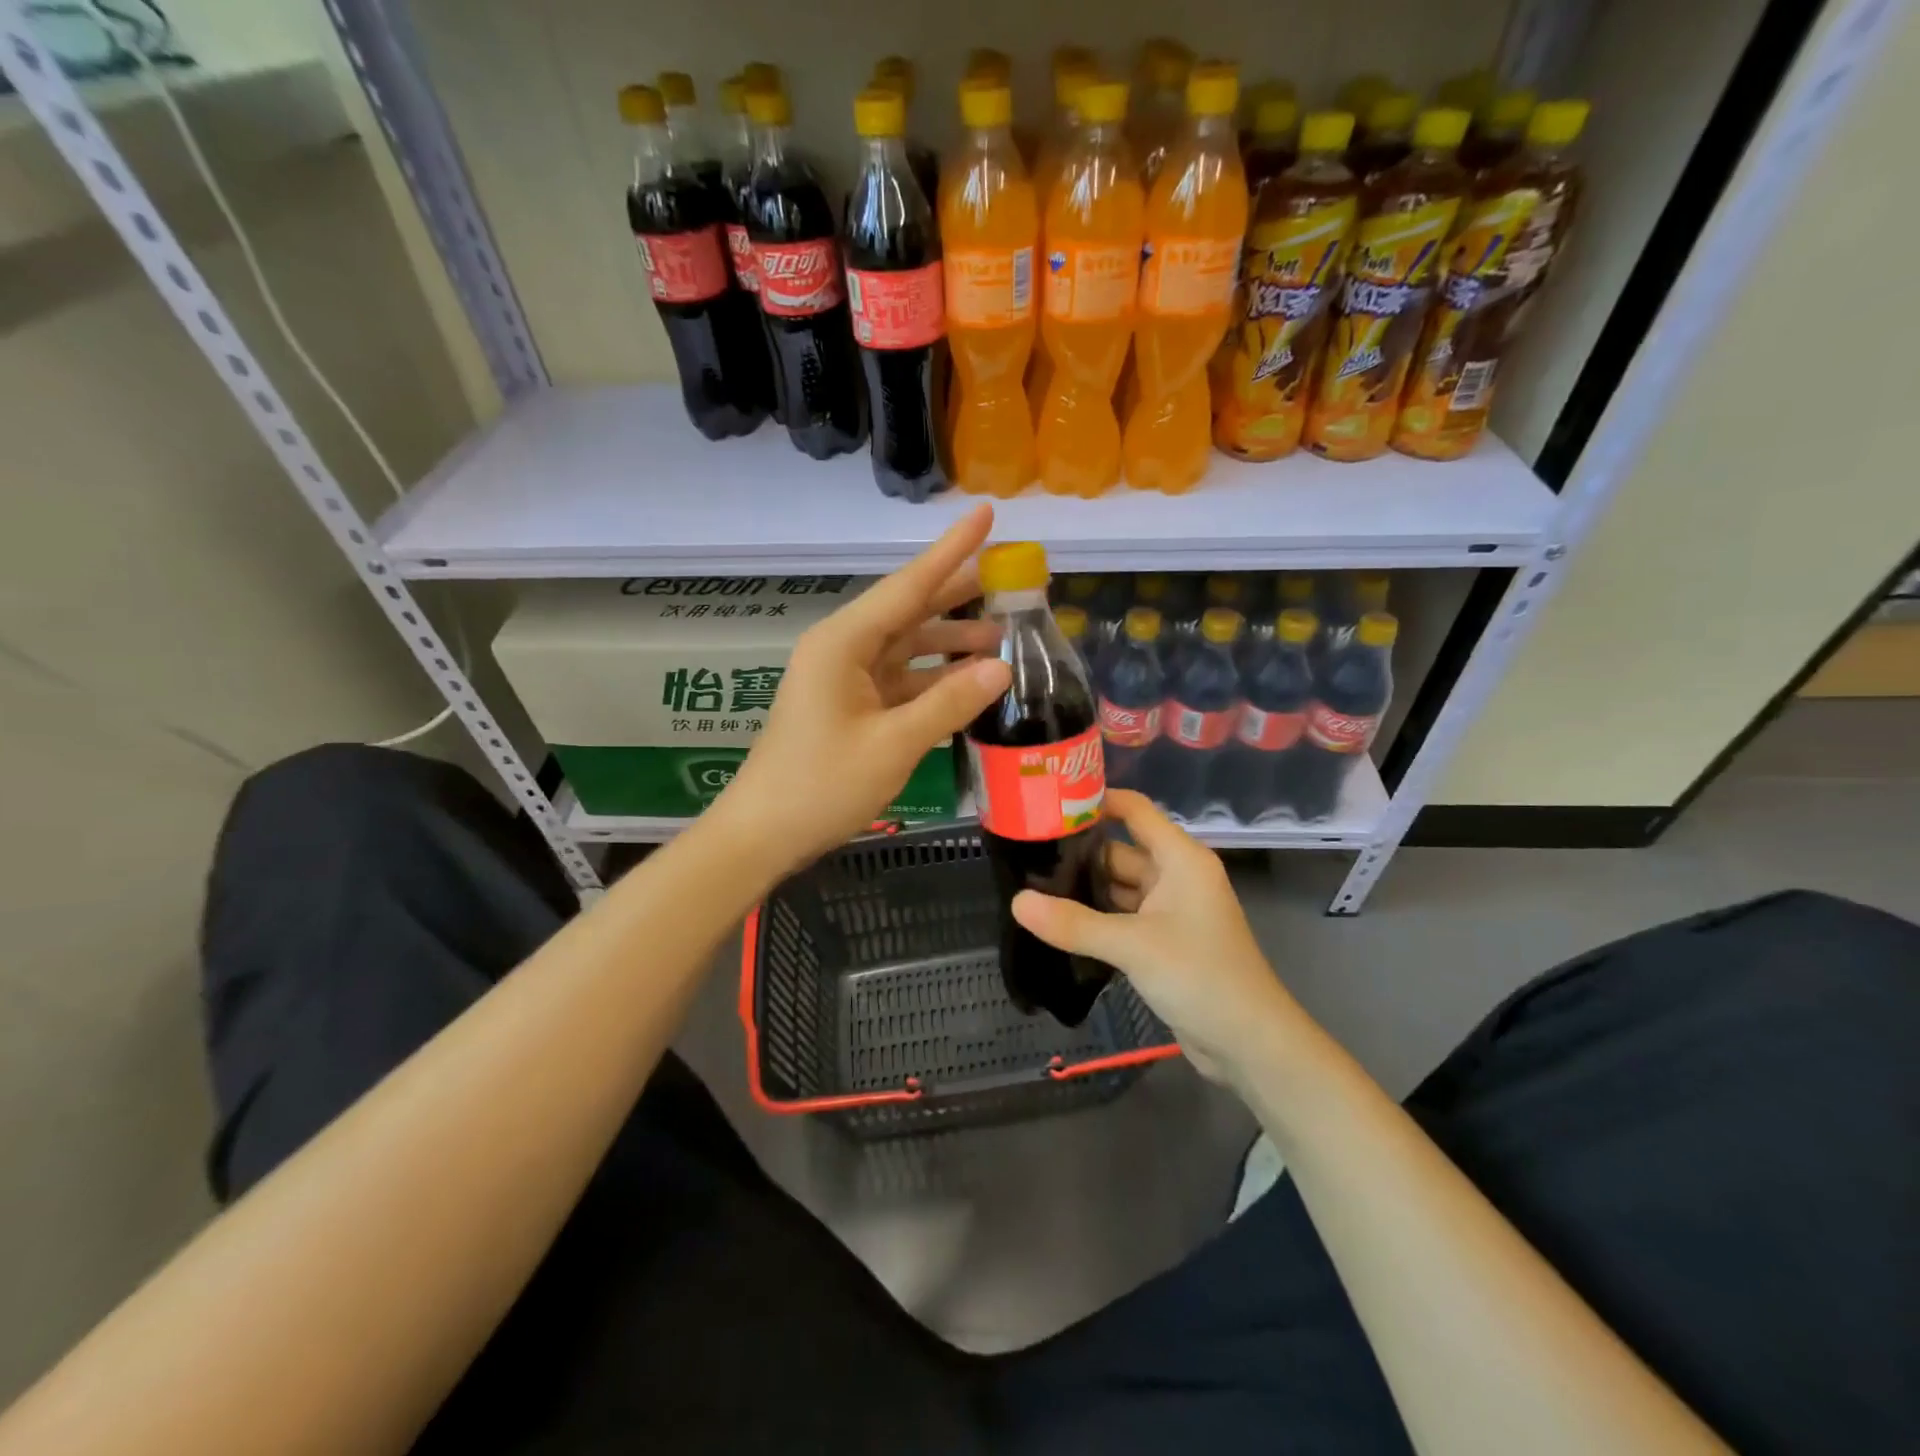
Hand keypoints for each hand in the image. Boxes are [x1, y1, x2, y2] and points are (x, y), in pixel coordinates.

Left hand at [712, 505, 1010, 873]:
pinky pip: (901, 679)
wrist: (764, 833)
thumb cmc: (822, 785)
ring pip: (908, 646)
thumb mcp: (893, 744)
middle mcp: (844, 649)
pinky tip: (969, 681)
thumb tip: (1002, 667)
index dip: (952, 550)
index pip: (909, 585)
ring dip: (951, 641)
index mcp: (844, 643)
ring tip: (1004, 637)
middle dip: (958, 593)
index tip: (986, 513)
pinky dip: (935, 678)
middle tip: (1010, 579)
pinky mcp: (850, 706)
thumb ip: (949, 703)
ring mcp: (846, 679)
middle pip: (909, 609)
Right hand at [1012, 789, 1304, 1084]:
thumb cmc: (1200, 976)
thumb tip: (1017, 902)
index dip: (1096, 801)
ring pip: (1120, 886)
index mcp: (1181, 859)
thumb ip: (1074, 923)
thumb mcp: (1133, 945)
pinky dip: (1096, 916)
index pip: (1134, 811)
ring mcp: (1171, 910)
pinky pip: (1123, 916)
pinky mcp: (1164, 941)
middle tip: (1026, 852)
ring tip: (1032, 884)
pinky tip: (1058, 921)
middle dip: (1079, 852)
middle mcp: (1176, 876)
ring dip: (1084, 887)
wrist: (1250, 1043)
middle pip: (1120, 850)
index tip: (1049, 802)